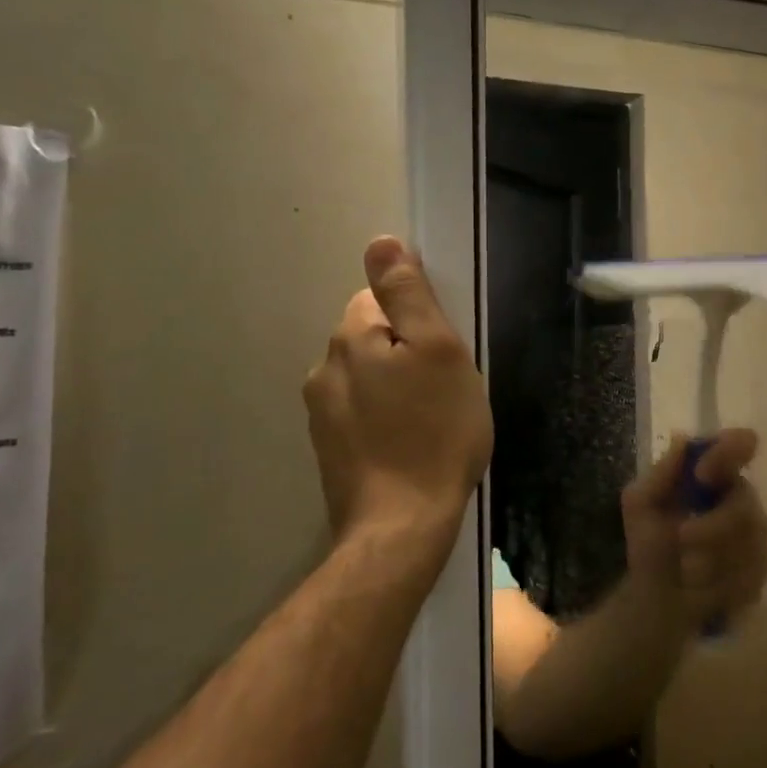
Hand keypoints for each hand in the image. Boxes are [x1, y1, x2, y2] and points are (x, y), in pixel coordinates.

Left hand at [303, 236, 492, 563]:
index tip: (444, 348)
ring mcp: (321, 414)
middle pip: (372, 336)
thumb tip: (381, 242)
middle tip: (445, 386)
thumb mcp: (438, 351)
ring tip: (431, 418)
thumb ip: (408, 294)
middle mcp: (324, 369)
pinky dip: (385, 417)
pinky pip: (362, 412)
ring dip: (396, 385)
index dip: (417, 316)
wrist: (402, 525)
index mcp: (350, 339)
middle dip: (406, 350)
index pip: (378, 297)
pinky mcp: (329, 449)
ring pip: (367, 376)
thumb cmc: (434, 432)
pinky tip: (410, 442)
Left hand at [621, 430, 766, 632]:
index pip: (741, 444)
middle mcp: (742, 499)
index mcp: (715, 475)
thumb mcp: (641, 505)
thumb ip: (660, 474)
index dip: (730, 452)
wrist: (656, 602)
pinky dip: (720, 583)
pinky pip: (751, 573)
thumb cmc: (650, 546)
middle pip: (745, 502)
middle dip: (712, 526)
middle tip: (682, 538)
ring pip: (750, 541)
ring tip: (685, 572)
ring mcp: (757, 536)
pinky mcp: (761, 571)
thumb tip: (682, 439)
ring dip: (710, 559)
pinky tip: (702, 589)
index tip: (702, 474)